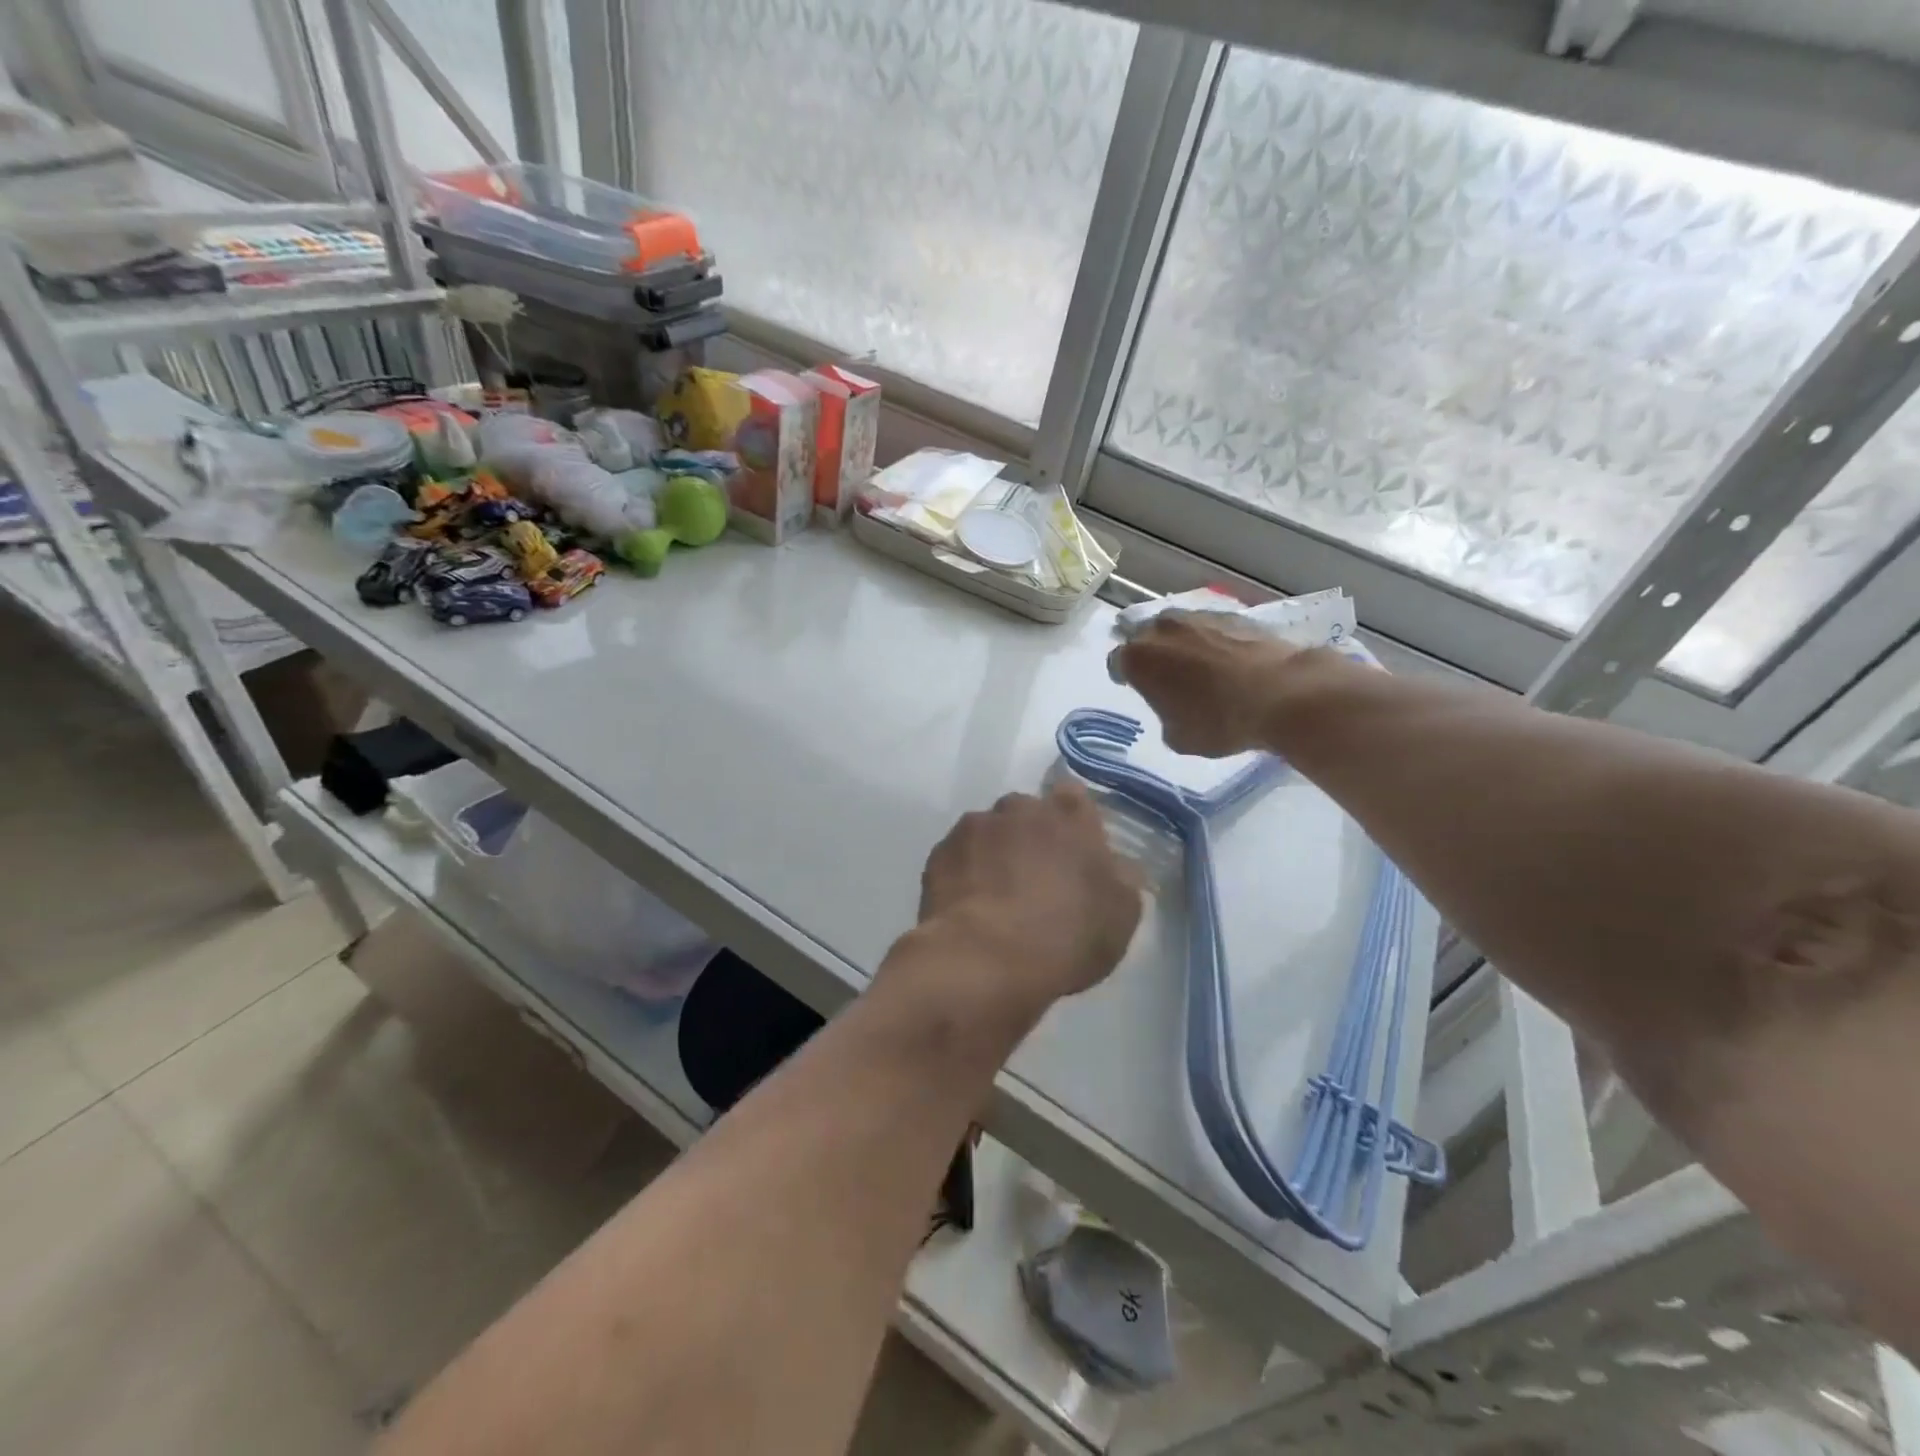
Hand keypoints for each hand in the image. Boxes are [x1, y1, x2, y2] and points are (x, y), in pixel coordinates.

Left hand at [911, 780, 1142, 1016]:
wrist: (985, 960)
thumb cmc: (1065, 936)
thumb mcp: (1121, 915)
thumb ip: (1121, 878)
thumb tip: (1115, 865)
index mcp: (1069, 815)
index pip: (1074, 797)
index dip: (1073, 822)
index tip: (1073, 852)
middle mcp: (1020, 808)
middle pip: (1027, 814)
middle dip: (1031, 837)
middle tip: (1035, 879)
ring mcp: (974, 827)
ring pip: (989, 832)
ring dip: (995, 853)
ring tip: (996, 897)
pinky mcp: (940, 852)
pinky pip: (959, 856)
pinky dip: (965, 873)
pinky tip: (969, 906)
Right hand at [1109, 610, 1301, 757]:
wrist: (1281, 694)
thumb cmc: (1219, 722)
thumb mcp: (1178, 737)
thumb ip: (1164, 716)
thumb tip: (1174, 707)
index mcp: (1138, 659)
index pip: (1117, 663)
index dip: (1124, 676)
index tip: (1134, 687)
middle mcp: (1161, 629)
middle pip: (1144, 636)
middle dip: (1150, 653)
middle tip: (1164, 675)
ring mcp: (1198, 617)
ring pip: (1178, 627)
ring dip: (1180, 643)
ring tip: (1197, 665)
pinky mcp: (1233, 614)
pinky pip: (1210, 627)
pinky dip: (1212, 640)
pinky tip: (1226, 659)